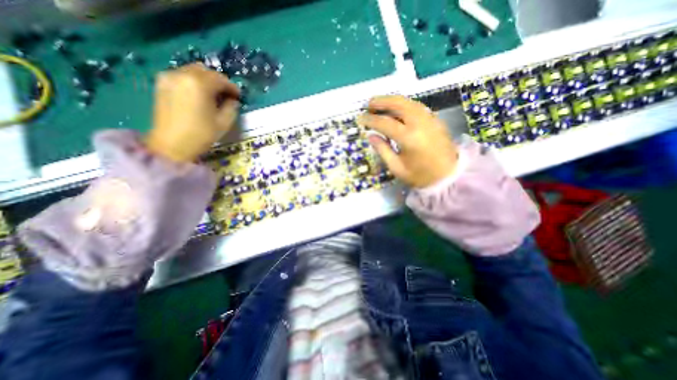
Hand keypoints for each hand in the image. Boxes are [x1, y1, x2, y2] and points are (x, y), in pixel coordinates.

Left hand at [147, 62, 241, 163]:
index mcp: (199, 84)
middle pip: (205, 71)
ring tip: (212, 96)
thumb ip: (231, 107)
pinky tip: (198, 96)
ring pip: (192, 71)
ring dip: (205, 80)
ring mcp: (169, 78)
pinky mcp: (161, 84)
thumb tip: (232, 100)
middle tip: (226, 95)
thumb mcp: (224, 122)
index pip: (221, 79)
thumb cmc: (201, 134)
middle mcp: (182, 75)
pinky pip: (181, 76)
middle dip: (218, 81)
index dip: (232, 87)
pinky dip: (193, 82)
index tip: (238, 97)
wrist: (171, 145)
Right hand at [356, 97, 457, 187]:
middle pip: (398, 103)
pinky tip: (396, 110)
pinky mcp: (435, 119)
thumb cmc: (420, 176)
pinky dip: (403, 104)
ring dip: (392, 100)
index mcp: (409, 138)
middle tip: (369, 104)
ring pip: (408, 101)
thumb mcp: (397, 167)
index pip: (384, 122)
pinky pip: (416, 106)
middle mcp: (419, 123)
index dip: (370, 119)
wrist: (449, 176)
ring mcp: (429, 119)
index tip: (359, 118)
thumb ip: (382, 150)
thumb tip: (370, 135)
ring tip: (380, 104)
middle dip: (381, 101)